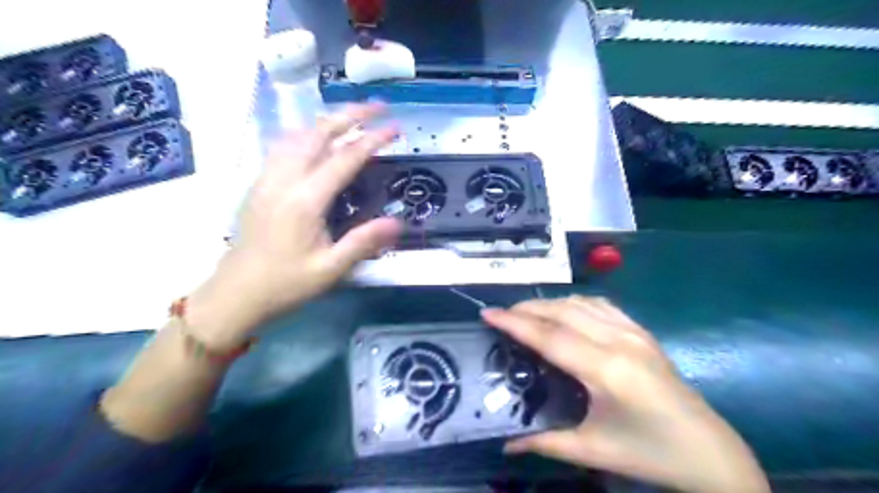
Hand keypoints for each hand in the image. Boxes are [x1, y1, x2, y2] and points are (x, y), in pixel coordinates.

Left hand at [190, 102, 402, 348]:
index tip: (395, 128)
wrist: (235, 293)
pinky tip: (315, 138)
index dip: (372, 140)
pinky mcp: (259, 184)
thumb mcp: (330, 269)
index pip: (344, 158)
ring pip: (298, 135)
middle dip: (350, 114)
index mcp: (305, 200)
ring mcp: (267, 178)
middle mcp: (284, 180)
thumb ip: (364, 242)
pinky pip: (283, 146)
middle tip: (378, 107)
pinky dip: (306, 133)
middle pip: (318, 133)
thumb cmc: (285, 284)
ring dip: (327, 120)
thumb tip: (398, 222)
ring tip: (352, 117)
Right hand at [479, 297, 770, 491]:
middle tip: (501, 314)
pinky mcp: (643, 332)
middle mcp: (619, 341)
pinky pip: (601, 306)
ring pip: (581, 303)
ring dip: (549, 304)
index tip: (488, 313)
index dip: (515, 323)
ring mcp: (634, 332)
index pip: (549, 337)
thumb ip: (544, 442)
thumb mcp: (593, 451)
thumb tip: (505, 444)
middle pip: (562, 312)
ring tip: (526, 312)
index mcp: (607, 370)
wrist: (710, 452)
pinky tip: (564, 311)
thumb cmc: (650, 453)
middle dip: (527, 309)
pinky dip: (575, 303)